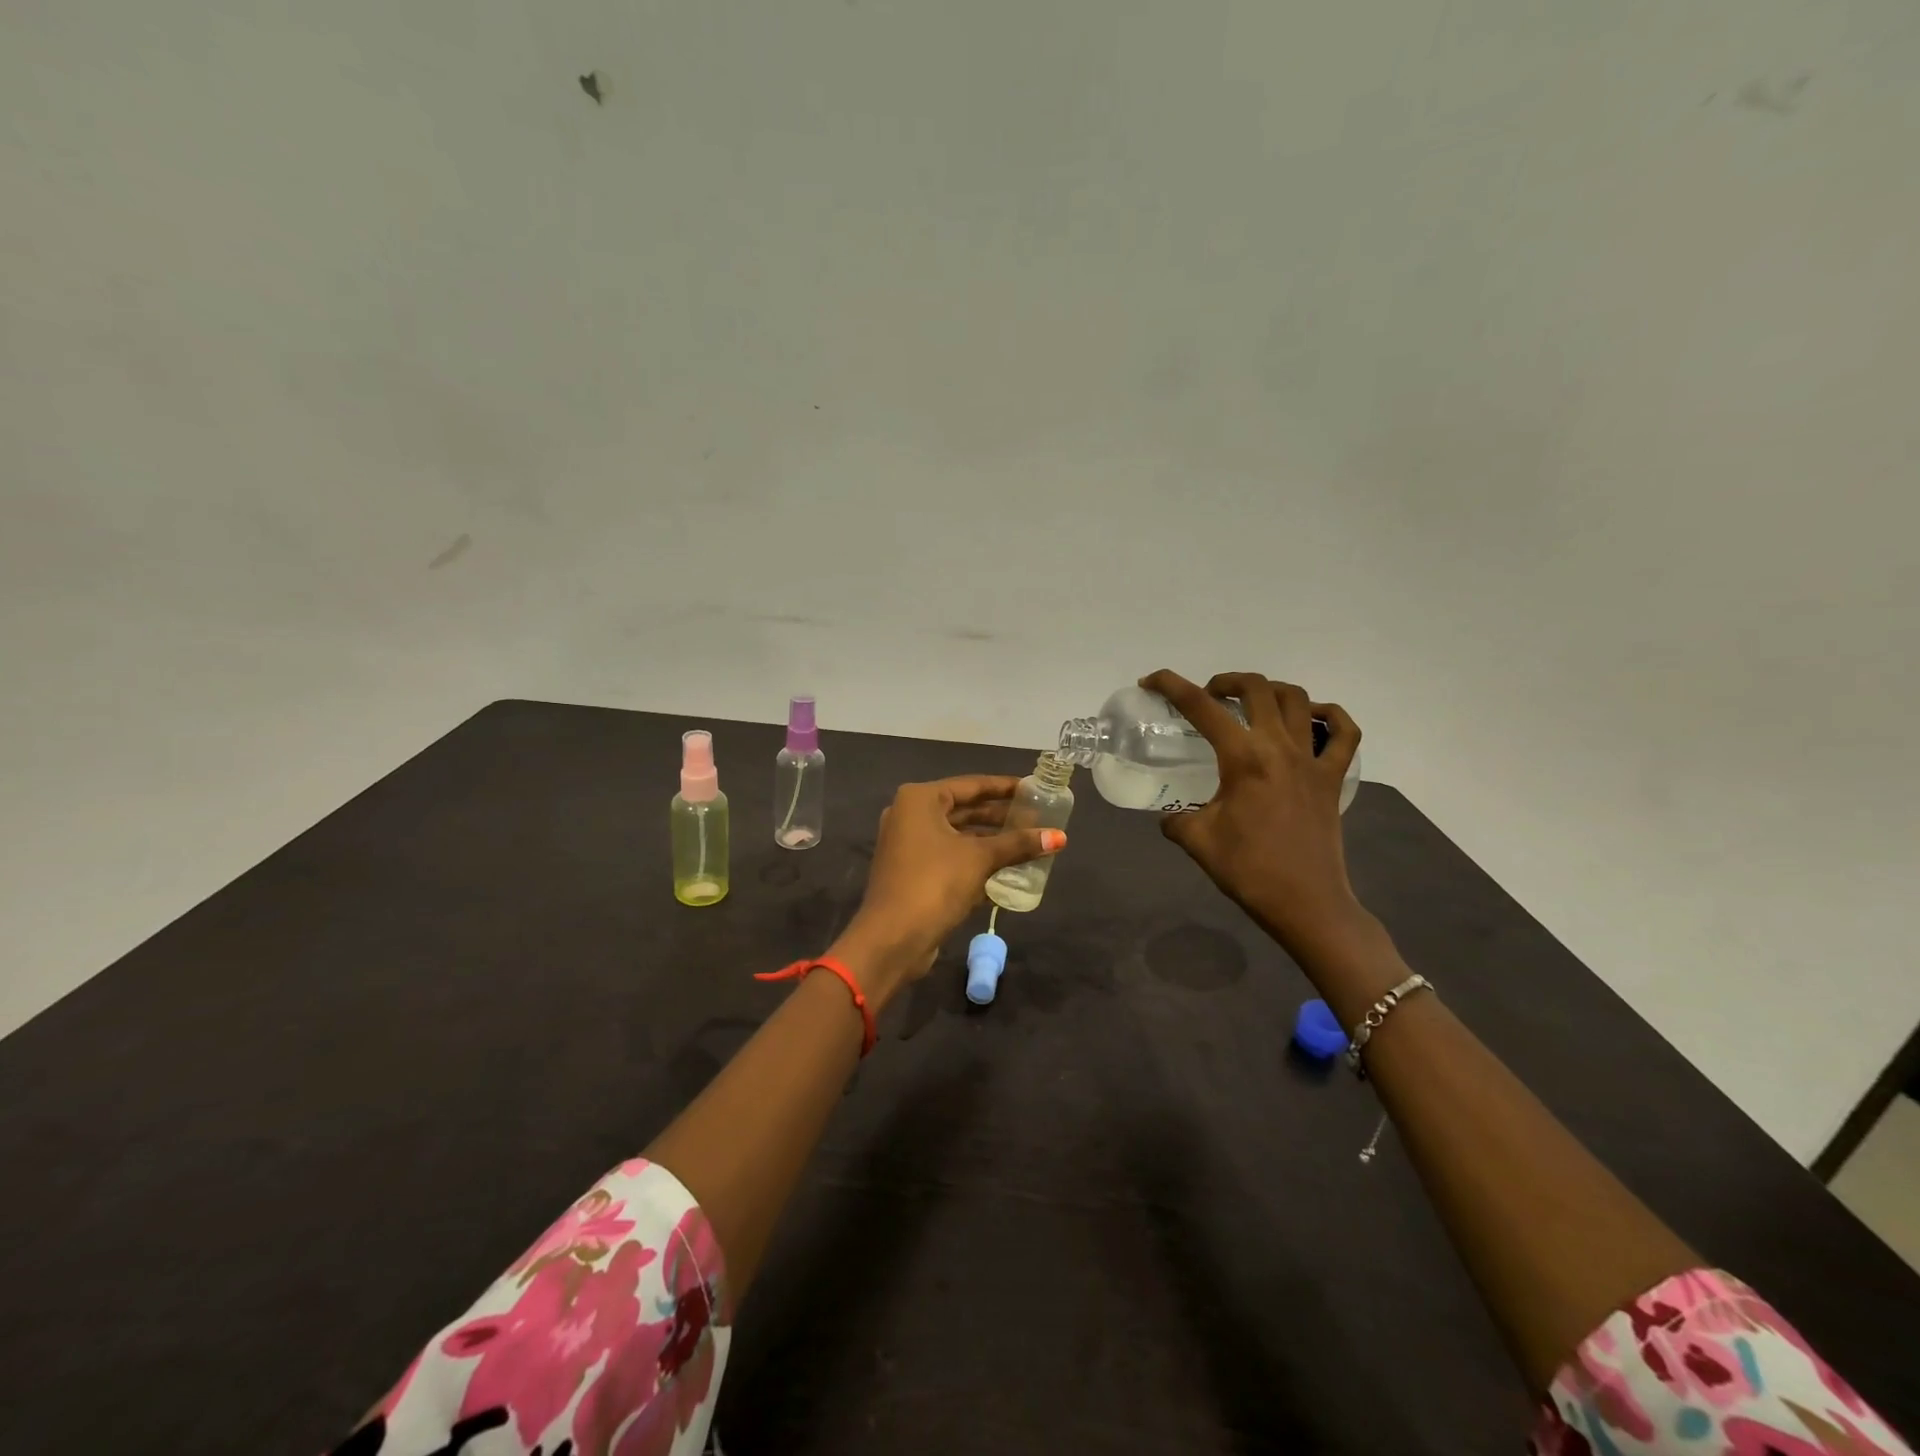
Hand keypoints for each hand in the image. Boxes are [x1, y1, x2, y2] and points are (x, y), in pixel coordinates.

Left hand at [830, 775, 1064, 1004]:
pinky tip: (1007, 871)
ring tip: (1028, 843)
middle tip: (1036, 818)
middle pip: (964, 810)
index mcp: (920, 800)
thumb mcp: (979, 859)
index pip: (970, 785)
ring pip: (958, 836)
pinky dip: (975, 861)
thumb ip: (1018, 844)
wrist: (892, 938)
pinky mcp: (913, 872)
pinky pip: (950, 857)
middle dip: (999, 816)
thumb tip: (1060, 837)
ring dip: (990, 841)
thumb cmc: (934, 884)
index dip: (1004, 787)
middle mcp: (910, 816)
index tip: (1033, 788)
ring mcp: (908, 845)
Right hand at [1140, 669, 1368, 964]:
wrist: (1305, 903)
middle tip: (1208, 696)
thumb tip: (1169, 816)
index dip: (1171, 685)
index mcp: (1243, 758)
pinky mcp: (1333, 778)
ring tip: (1251, 703)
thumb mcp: (1197, 841)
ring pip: (1298, 699)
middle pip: (1256, 688)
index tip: (1151, 681)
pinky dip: (1330, 716)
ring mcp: (1312, 760)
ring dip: (1270, 690)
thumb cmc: (1248, 870)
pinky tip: (1312, 718)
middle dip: (1226, 681)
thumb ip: (1176, 819)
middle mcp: (1279, 747)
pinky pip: (1344, 734)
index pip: (1201, 707)